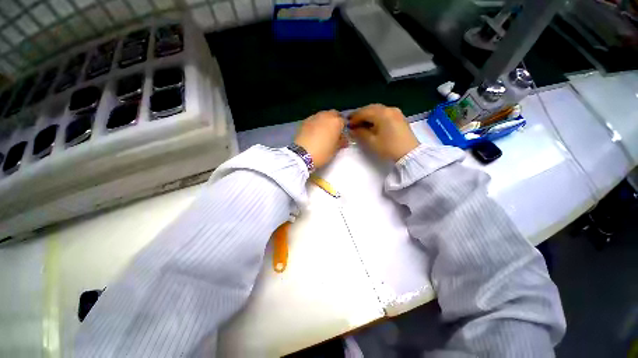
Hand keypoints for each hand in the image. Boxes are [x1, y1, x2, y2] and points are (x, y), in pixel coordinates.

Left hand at [294, 110, 346, 168]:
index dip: (343, 128)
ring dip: (325, 121)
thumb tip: (343, 139)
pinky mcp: (305, 121)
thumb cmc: (323, 152)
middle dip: (335, 120)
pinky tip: (314, 132)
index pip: (344, 121)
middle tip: (333, 131)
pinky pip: (314, 120)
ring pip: (323, 115)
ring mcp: (314, 117)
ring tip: (323, 132)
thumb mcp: (335, 149)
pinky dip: (316, 123)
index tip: (342, 136)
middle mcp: (326, 116)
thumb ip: (341, 142)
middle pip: (333, 114)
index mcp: (336, 122)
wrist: (302, 154)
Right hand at [349, 104, 419, 161]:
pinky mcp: (399, 117)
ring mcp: (395, 112)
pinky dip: (376, 116)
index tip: (347, 124)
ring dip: (368, 115)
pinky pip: (384, 113)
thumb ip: (360, 133)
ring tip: (361, 123)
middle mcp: (389, 109)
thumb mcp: (371, 141)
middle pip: (371, 108)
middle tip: (352, 122)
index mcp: (382, 114)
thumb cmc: (388, 148)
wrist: (409, 153)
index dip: (354, 118)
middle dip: (360, 114)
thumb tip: (353, 129)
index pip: (364, 112)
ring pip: (377, 110)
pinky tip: (372, 123)